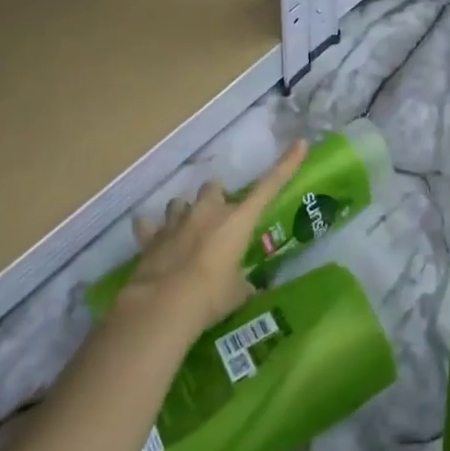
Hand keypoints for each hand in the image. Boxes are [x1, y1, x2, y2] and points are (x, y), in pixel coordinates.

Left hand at [122, 140, 307, 333]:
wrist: (162, 307)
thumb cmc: (210, 297)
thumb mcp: (237, 293)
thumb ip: (241, 282)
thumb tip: (244, 287)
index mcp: (237, 221)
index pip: (268, 187)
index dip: (286, 165)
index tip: (300, 144)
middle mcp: (207, 212)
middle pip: (214, 187)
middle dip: (216, 198)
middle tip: (219, 219)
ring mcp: (176, 222)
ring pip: (180, 202)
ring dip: (185, 212)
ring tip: (187, 230)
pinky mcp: (150, 237)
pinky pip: (149, 226)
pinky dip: (152, 230)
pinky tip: (153, 238)